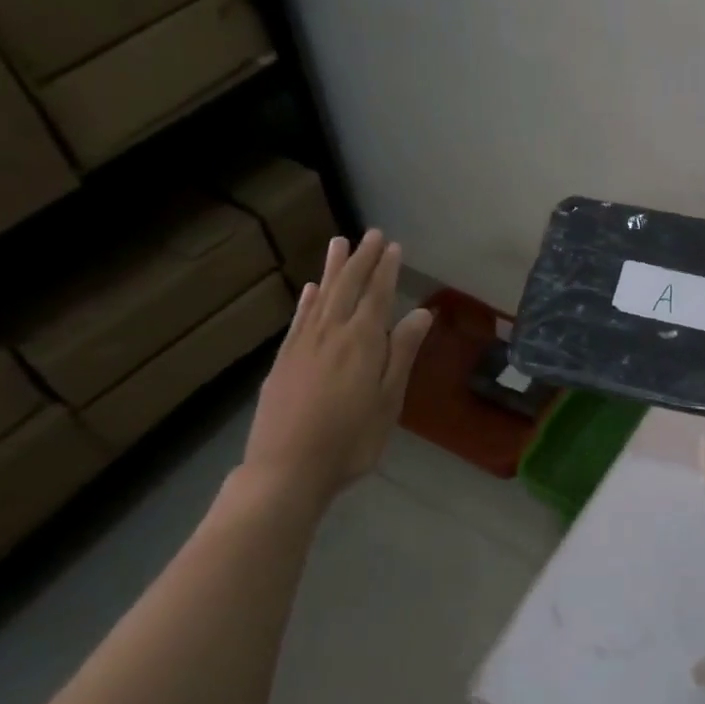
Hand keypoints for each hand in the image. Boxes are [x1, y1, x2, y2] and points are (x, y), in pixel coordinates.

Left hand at [241, 230, 432, 511]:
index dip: (386, 270)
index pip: (377, 296)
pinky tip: (312, 289)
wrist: (287, 469)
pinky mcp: (283, 361)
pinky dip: (308, 300)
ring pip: (322, 297)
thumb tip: (421, 313)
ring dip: (333, 269)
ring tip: (339, 243)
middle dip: (362, 260)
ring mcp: (303, 346)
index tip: (393, 247)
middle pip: (348, 288)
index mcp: (363, 342)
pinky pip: (299, 319)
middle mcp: (332, 334)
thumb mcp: (389, 400)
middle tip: (372, 234)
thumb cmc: (351, 440)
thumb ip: (402, 353)